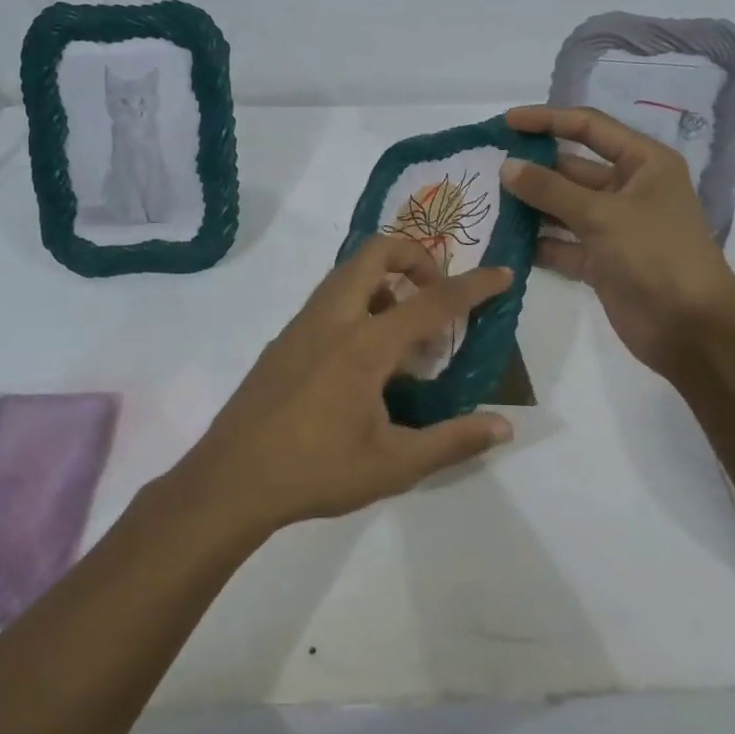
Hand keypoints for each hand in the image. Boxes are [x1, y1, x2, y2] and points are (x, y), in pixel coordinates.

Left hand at [177, 235, 514, 531]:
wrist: (230, 481)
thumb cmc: (316, 472)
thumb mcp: (395, 464)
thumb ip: (453, 441)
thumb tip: (504, 426)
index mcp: (364, 344)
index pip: (431, 301)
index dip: (473, 286)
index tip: (502, 274)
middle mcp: (332, 319)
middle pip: (375, 252)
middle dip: (416, 257)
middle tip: (437, 294)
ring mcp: (301, 325)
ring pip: (347, 273)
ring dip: (385, 281)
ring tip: (406, 333)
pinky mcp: (283, 340)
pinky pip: (329, 299)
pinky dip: (359, 302)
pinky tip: (366, 358)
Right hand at [500, 105, 734, 377]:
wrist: (690, 328)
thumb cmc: (656, 255)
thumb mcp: (603, 215)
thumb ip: (551, 190)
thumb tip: (506, 167)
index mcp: (643, 163)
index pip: (589, 128)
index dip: (548, 120)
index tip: (506, 122)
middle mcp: (628, 189)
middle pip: (572, 169)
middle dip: (532, 168)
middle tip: (486, 166)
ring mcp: (613, 227)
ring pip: (562, 208)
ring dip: (529, 206)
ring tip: (486, 201)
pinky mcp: (600, 261)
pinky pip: (561, 244)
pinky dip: (536, 243)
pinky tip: (502, 240)